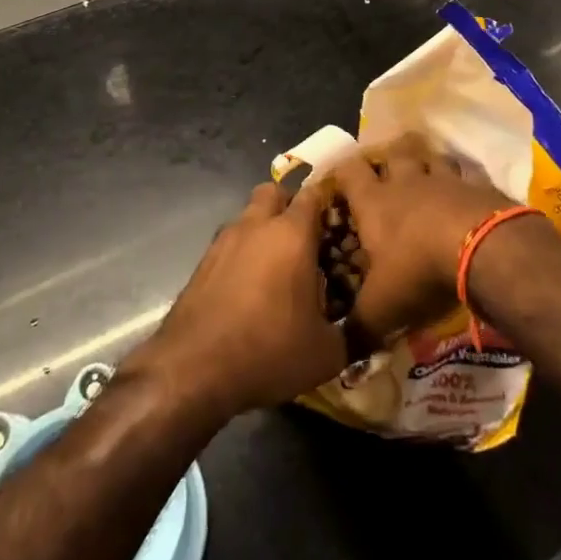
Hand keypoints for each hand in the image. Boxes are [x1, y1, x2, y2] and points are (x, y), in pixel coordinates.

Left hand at [131, 181, 345, 421]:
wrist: (195, 367)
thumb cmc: (269, 350)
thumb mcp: (326, 352)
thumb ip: (351, 332)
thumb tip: (365, 328)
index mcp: (291, 234)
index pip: (313, 195)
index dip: (327, 204)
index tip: (338, 223)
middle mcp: (256, 225)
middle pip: (274, 192)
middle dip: (289, 206)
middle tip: (304, 239)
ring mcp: (224, 239)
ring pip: (248, 215)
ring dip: (263, 229)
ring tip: (276, 267)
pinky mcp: (203, 260)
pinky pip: (230, 241)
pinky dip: (242, 252)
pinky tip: (249, 286)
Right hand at [329, 133, 516, 347]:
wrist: (483, 251)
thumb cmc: (419, 271)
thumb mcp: (382, 308)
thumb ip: (360, 326)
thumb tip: (339, 354)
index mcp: (374, 202)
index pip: (349, 171)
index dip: (342, 173)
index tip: (340, 182)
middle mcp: (407, 181)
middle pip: (394, 151)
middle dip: (389, 157)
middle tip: (390, 172)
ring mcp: (445, 179)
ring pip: (432, 158)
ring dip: (429, 165)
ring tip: (429, 178)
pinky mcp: (480, 186)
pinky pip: (468, 175)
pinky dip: (465, 182)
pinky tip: (468, 195)